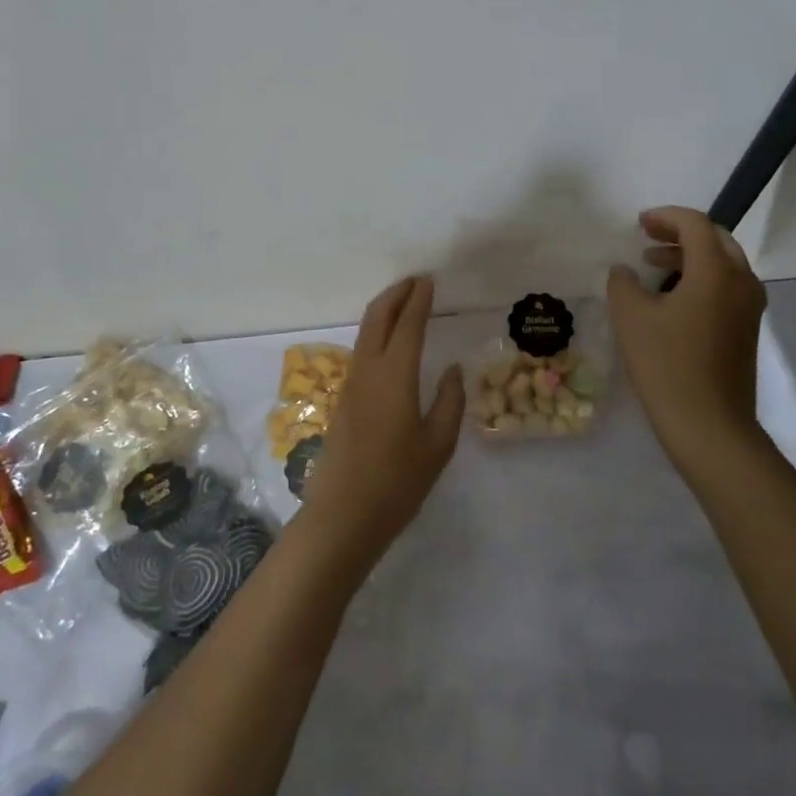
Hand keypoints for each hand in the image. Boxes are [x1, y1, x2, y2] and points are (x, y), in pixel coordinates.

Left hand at [299, 275, 463, 566]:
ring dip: (384, 310)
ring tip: (404, 303)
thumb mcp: (438, 444)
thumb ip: (449, 401)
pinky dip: (376, 331)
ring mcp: (351, 383)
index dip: (419, 300)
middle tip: (415, 281)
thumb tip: (452, 369)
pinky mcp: (343, 398)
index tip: (429, 281)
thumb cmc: (398, 481)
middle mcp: (369, 370)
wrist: (344, 514)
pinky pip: (361, 350)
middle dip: (395, 294)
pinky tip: (389, 342)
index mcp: (395, 376)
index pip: (408, 324)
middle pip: (377, 317)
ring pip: (366, 332)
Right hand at [607, 207, 766, 468]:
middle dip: (681, 233)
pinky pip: (726, 287)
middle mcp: (741, 282)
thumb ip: (623, 283)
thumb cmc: (667, 364)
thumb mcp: (631, 317)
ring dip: (690, 256)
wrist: (709, 425)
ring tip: (654, 264)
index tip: (639, 223)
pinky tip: (672, 298)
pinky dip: (701, 278)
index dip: (666, 217)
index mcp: (716, 271)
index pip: (695, 225)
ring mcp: (749, 307)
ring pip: (723, 264)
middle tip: (648, 237)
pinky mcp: (746, 329)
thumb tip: (625, 270)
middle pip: (716, 239)